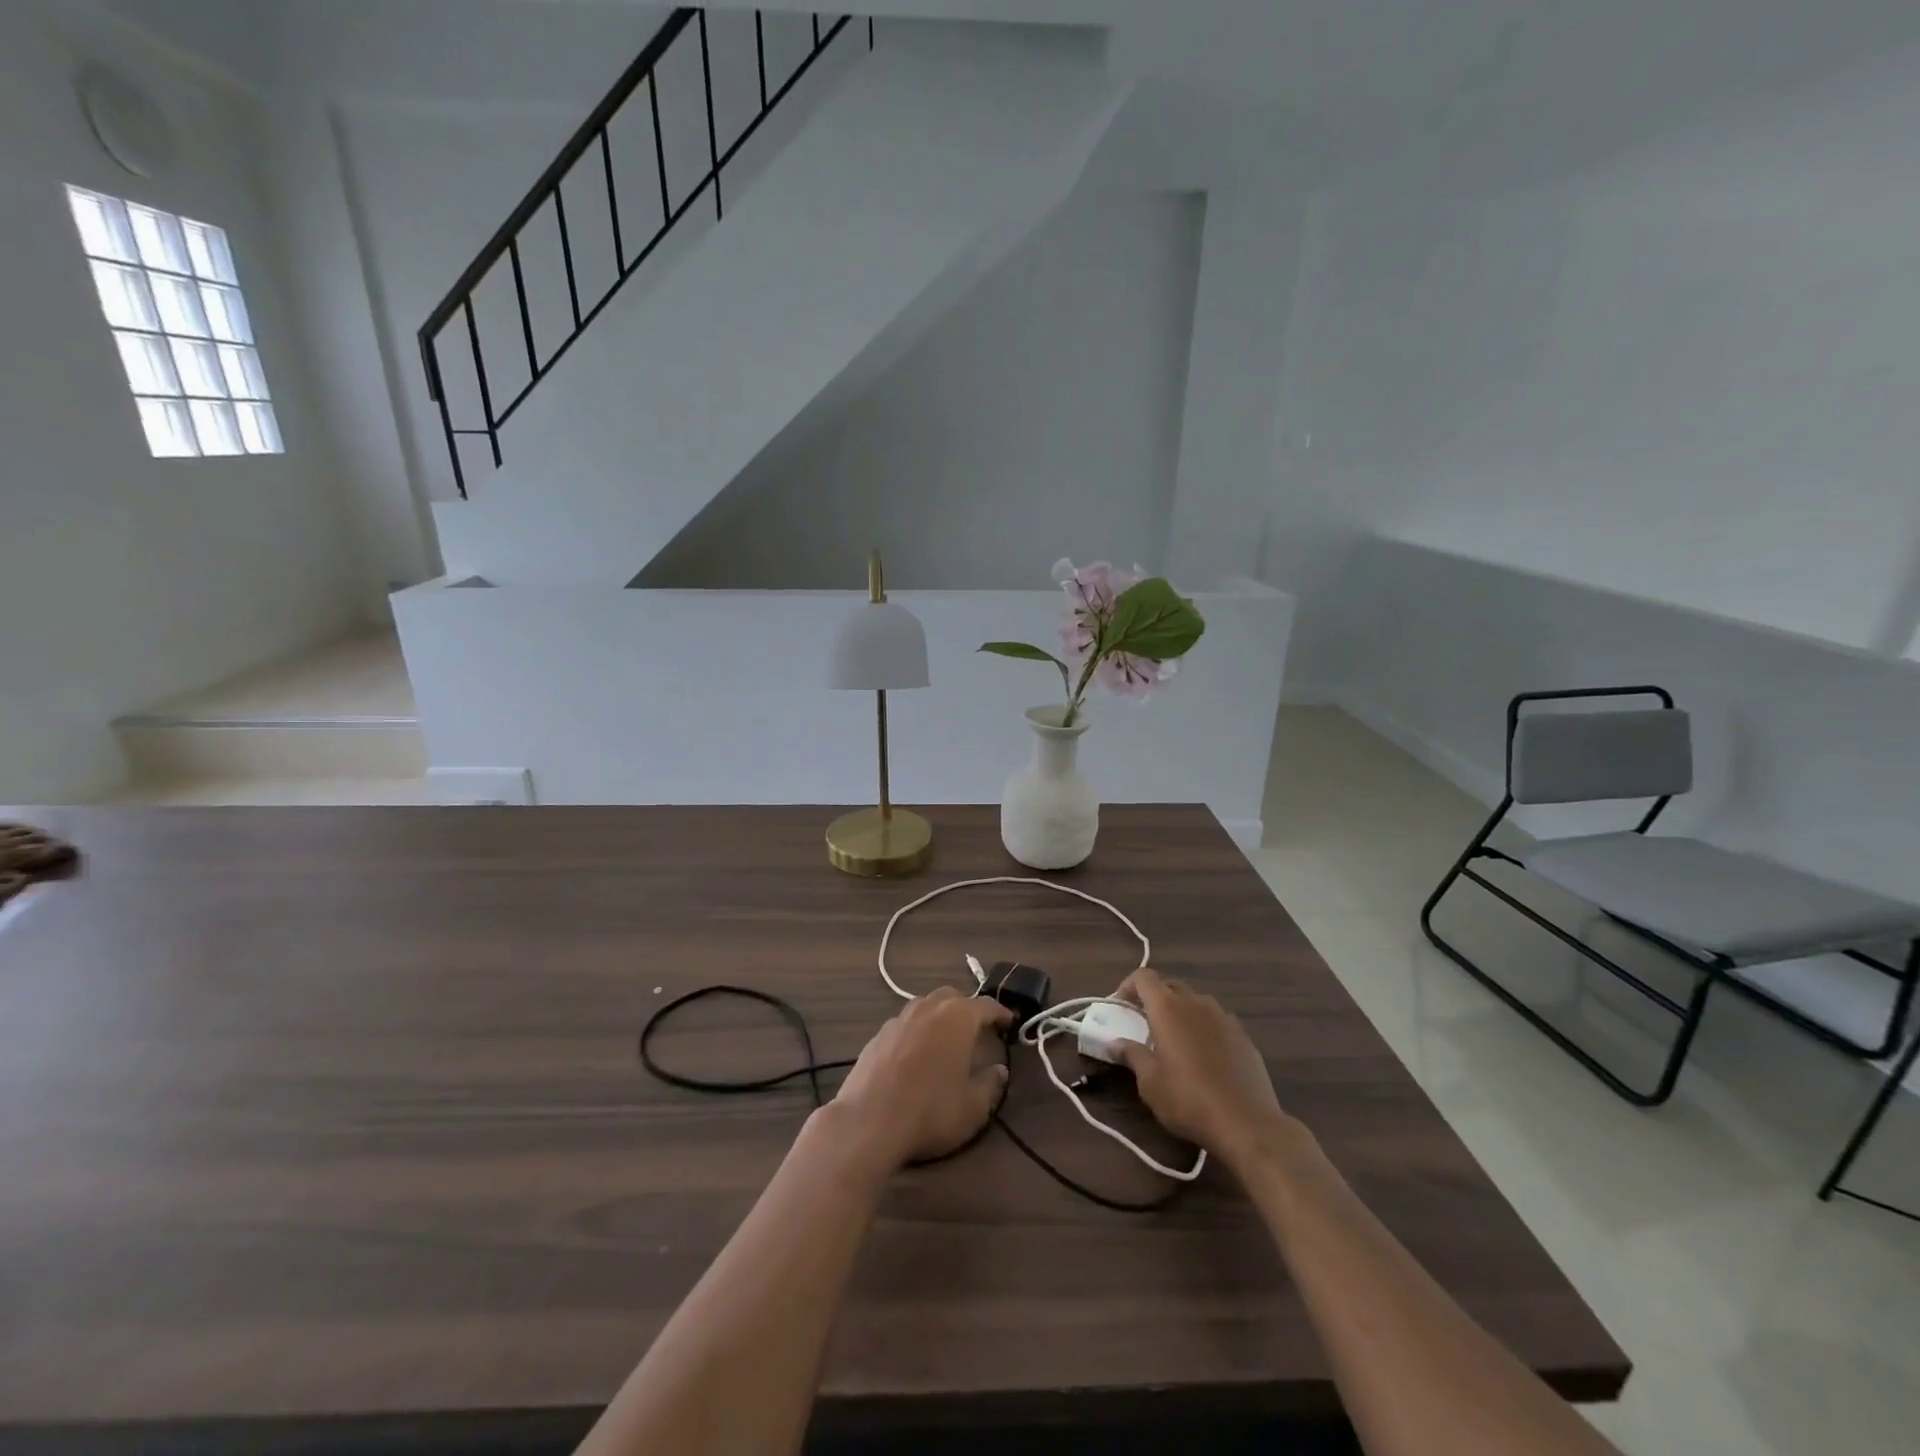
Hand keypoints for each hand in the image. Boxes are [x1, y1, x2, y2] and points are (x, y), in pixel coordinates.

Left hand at [831, 988, 1011, 1167]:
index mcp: (957, 1017)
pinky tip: (915, 1055)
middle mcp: (928, 1008)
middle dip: (967, 1008)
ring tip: (945, 1039)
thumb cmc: (930, 1111)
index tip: (1009, 1021)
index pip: (985, 1005)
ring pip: (925, 1006)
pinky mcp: (877, 1035)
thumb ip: (990, 1085)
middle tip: (976, 1029)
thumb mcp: (973, 1107)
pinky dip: (916, 1032)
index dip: (1000, 1013)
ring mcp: (899, 1019)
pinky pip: (904, 1024)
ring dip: (939, 1017)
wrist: (868, 1121)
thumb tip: (999, 1071)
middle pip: (952, 997)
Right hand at [1109, 968, 1293, 1170]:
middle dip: (1153, 998)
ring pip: (1195, 1001)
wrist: (1247, 1123)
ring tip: (1174, 1040)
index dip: (1128, 986)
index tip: (1120, 1007)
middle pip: (1170, 985)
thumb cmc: (1188, 1099)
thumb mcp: (1149, 1082)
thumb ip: (1131, 1055)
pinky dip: (1202, 1027)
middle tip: (1143, 1023)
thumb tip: (1114, 1043)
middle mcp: (1196, 1003)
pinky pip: (1216, 1020)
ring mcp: (1224, 1017)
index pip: (1143, 977)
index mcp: (1168, 1008)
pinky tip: (1203, 1056)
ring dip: (1180, 1011)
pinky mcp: (1243, 1036)